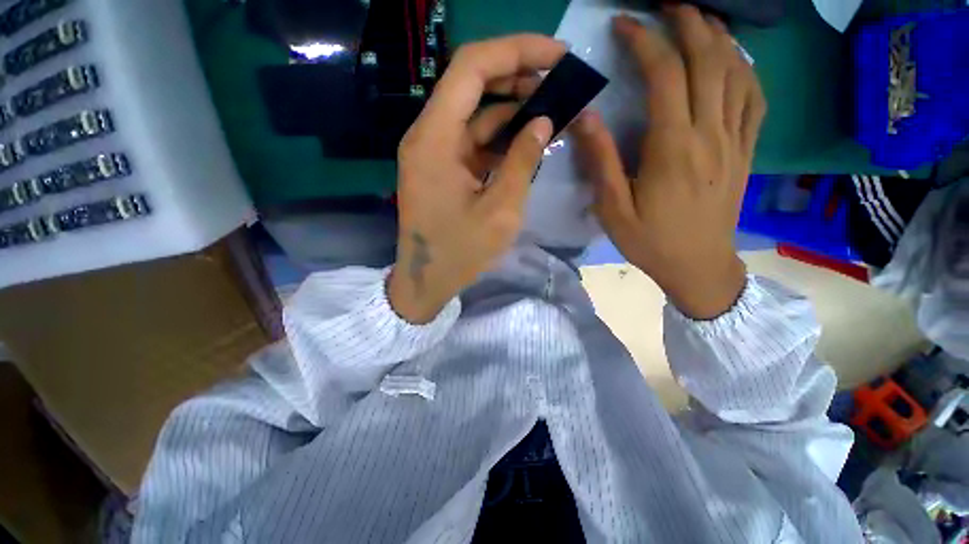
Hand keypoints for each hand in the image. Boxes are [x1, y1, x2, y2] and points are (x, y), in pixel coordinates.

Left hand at [388, 36, 565, 323]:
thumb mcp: (501, 211)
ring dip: (511, 108)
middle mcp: (428, 135)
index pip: (472, 67)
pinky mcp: (441, 167)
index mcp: (435, 139)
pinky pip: (472, 139)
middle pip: (472, 84)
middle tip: (559, 83)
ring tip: (550, 110)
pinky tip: (526, 141)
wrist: (427, 279)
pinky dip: (499, 136)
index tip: (557, 55)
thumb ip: (522, 161)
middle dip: (517, 76)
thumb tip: (544, 121)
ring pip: (474, 113)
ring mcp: (433, 152)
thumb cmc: (461, 252)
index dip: (516, 50)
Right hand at [573, 7, 765, 318]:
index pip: (664, 77)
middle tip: (669, 3)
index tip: (625, 25)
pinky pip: (755, 98)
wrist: (698, 266)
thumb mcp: (612, 209)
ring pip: (737, 72)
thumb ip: (601, 162)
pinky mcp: (746, 151)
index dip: (645, 43)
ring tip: (701, 20)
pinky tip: (734, 59)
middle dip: (688, 23)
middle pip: (709, 61)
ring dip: (720, 38)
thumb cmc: (650, 241)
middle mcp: (710, 134)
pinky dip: (745, 69)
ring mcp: (735, 141)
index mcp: (673, 149)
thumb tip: (586, 118)